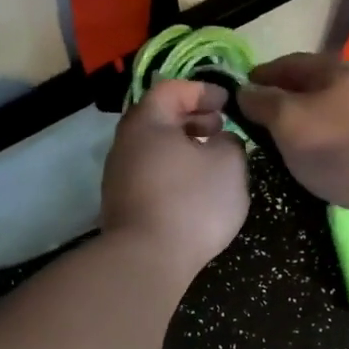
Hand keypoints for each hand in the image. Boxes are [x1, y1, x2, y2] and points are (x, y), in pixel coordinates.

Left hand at [101, 79, 249, 277]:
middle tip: (220, 127)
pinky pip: (151, 175)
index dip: (202, 90)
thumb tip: (220, 141)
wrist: (146, 259)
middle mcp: (125, 143)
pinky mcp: (122, 205)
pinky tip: (194, 190)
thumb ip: (230, 141)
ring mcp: (118, 176)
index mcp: (147, 122)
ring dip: (183, 147)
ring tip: (212, 160)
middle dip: (192, 118)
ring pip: (154, 149)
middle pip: (159, 118)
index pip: (172, 89)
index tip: (228, 102)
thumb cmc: (191, 201)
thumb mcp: (229, 163)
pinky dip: (173, 171)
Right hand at [238, 53, 348, 211]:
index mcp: (330, 69)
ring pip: (331, 111)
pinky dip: (330, 142)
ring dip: (308, 123)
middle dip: (284, 100)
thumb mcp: (289, 122)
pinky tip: (324, 161)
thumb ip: (264, 104)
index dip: (259, 77)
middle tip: (261, 124)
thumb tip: (244, 90)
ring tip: (289, 146)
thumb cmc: (341, 146)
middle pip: (311, 86)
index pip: (285, 64)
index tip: (239, 94)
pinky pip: (348, 134)